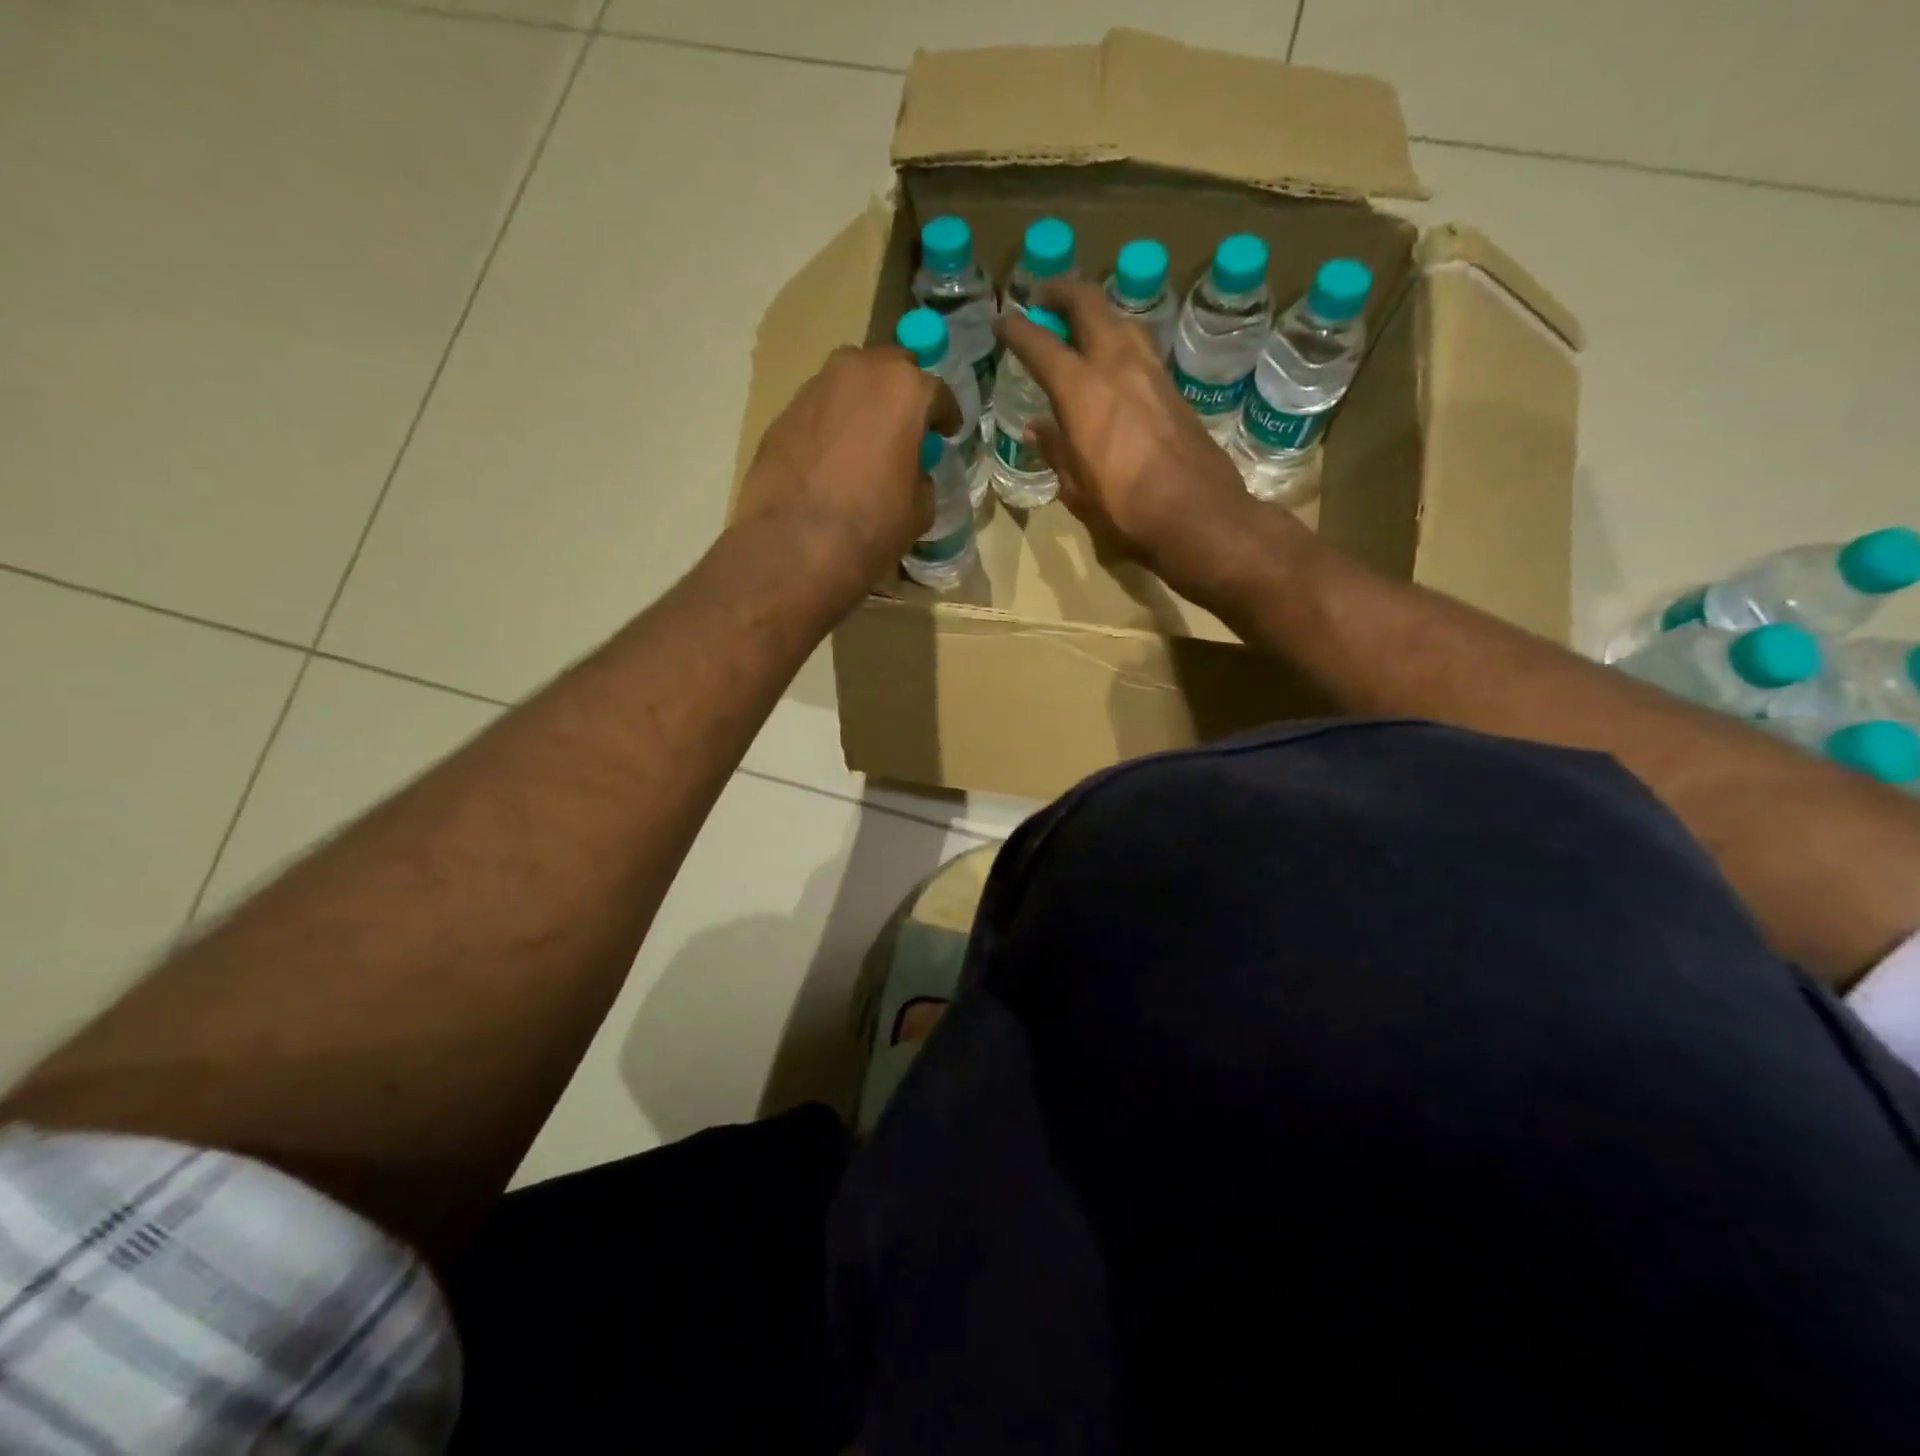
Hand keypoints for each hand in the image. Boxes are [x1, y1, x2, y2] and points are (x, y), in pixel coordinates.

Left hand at [735, 345, 957, 604]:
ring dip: (862, 404)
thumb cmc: (871, 526)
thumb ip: (921, 476)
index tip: (947, 433)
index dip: (945, 416)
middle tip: (905, 427)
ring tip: (865, 442)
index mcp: (904, 389)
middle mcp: (858, 371)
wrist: (795, 545)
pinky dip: (831, 425)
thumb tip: (911, 472)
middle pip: (889, 369)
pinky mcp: (782, 413)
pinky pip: (819, 410)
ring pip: (849, 383)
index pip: (937, 392)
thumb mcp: (920, 508)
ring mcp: (814, 388)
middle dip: (901, 393)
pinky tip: (832, 460)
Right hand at [997, 280, 1278, 602]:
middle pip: (1089, 305)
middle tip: (1044, 297)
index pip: (1041, 346)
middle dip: (1063, 292)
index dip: (1018, 329)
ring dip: (1097, 310)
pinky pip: (1140, 346)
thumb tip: (1039, 427)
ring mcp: (1151, 372)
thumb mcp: (1077, 489)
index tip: (1003, 320)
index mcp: (1081, 392)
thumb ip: (1056, 451)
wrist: (1198, 515)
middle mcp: (1116, 366)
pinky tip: (1113, 356)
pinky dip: (1119, 337)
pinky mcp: (1174, 388)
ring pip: (1121, 318)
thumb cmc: (1126, 510)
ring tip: (1080, 322)